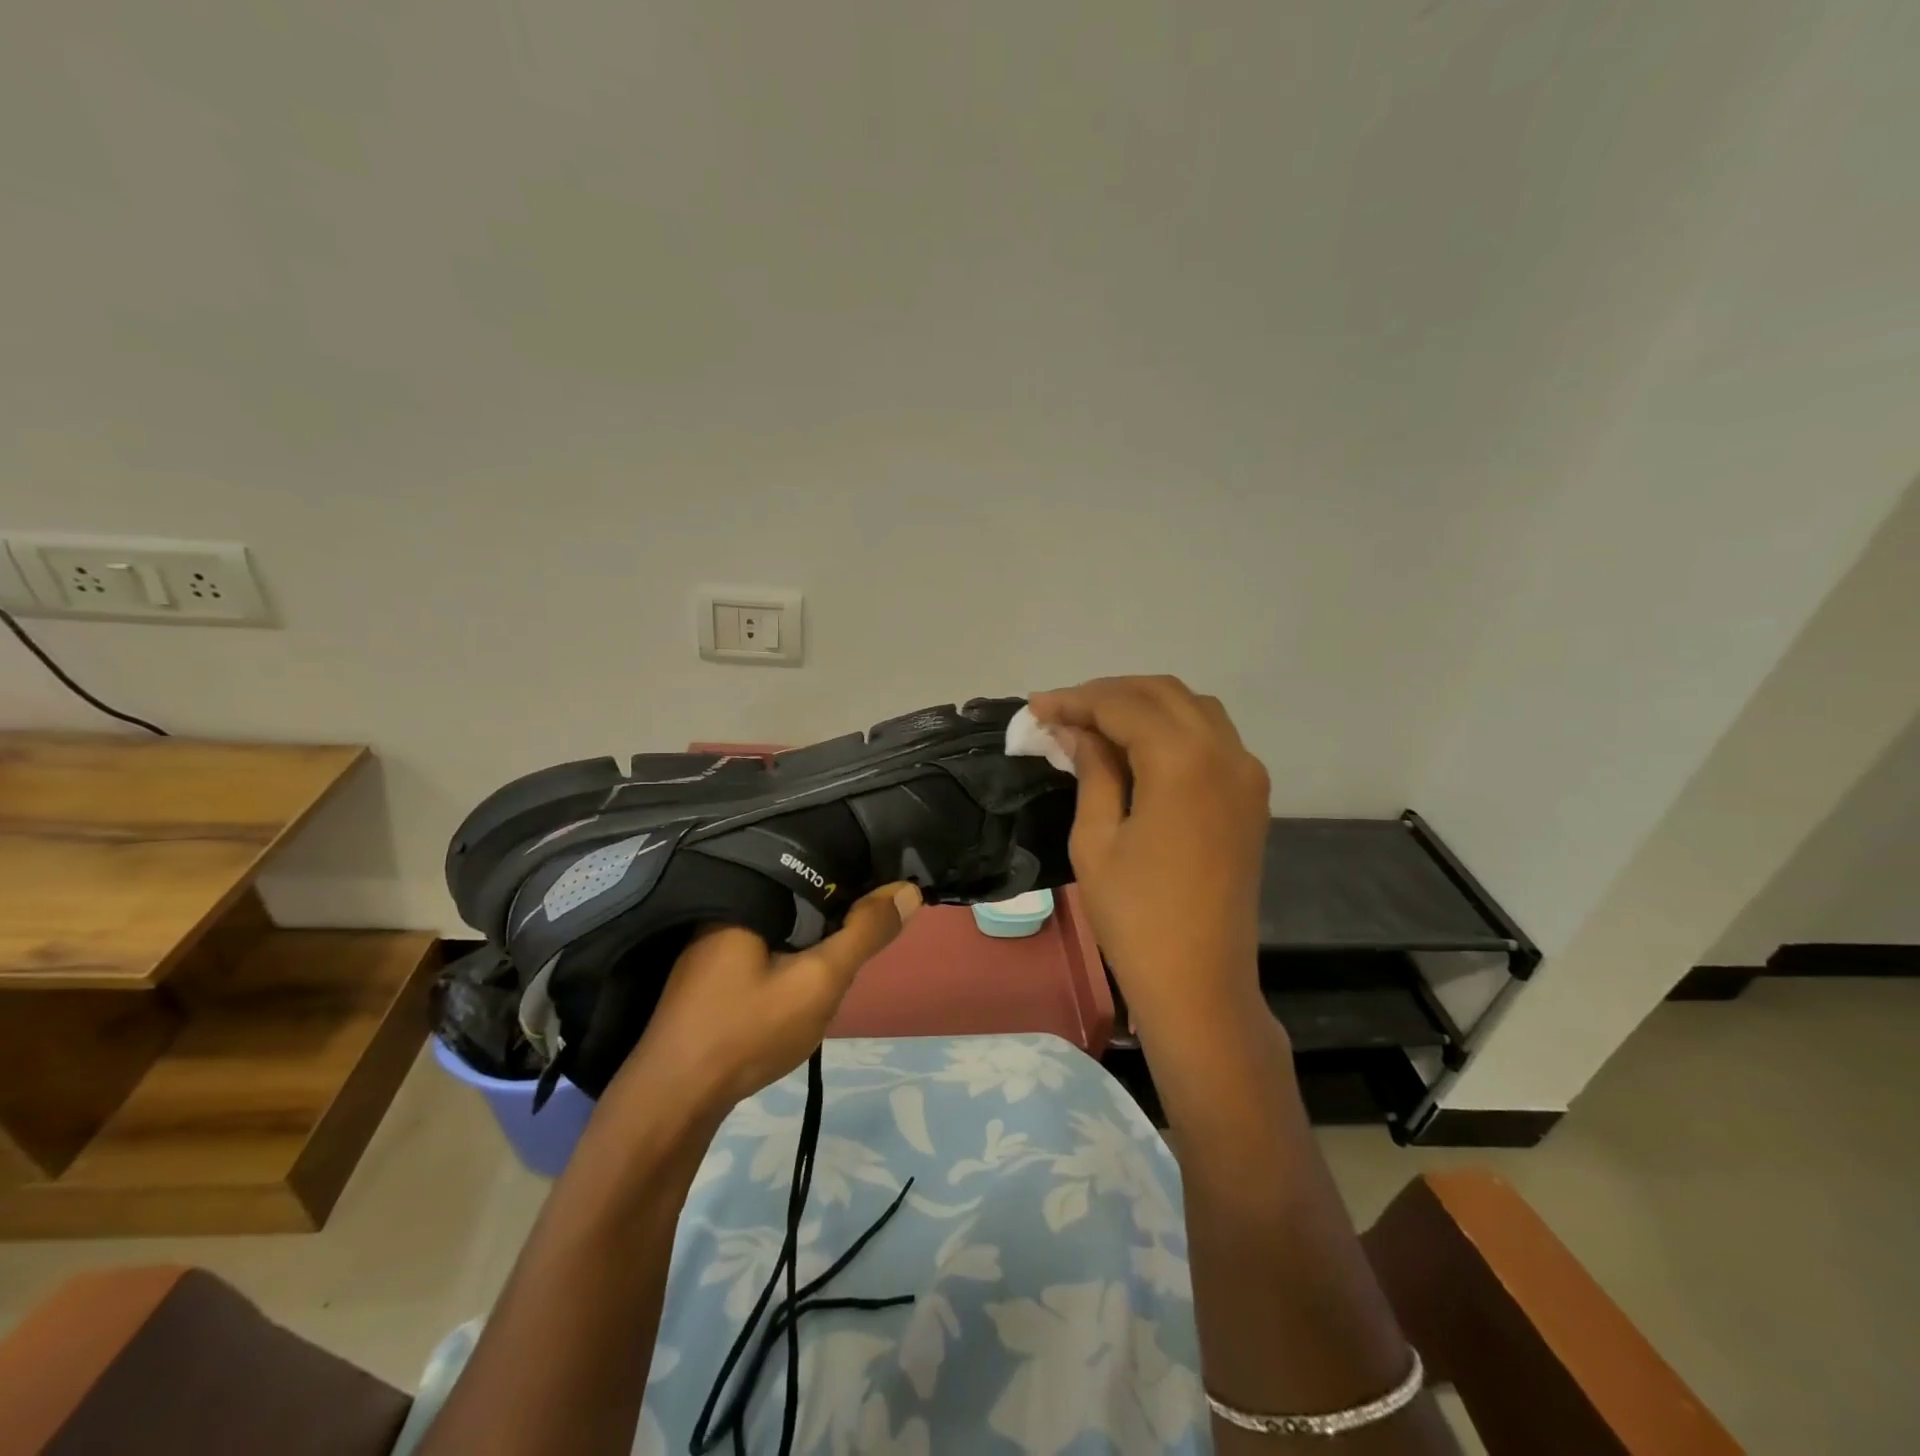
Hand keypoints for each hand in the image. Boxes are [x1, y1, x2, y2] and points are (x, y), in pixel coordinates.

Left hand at [611, 882, 922, 1120]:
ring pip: (783, 920)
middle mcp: (725, 907)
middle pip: (798, 892)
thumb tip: (908, 890)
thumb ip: (864, 934)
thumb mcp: (819, 980)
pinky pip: (765, 942)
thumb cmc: (747, 1031)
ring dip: (814, 930)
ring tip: (848, 940)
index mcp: (746, 896)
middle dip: (835, 906)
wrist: (673, 1101)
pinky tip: (806, 966)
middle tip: (871, 922)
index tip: (887, 886)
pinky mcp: (711, 970)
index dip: (854, 872)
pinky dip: (792, 948)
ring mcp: (713, 941)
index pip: (813, 865)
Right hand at [1029, 676, 1269, 1036]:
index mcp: (1183, 761)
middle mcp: (1225, 753)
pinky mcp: (1251, 796)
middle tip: (1062, 712)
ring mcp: (1246, 774)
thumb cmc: (1135, 916)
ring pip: (1193, 708)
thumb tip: (1074, 728)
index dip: (1076, 700)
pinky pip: (1212, 737)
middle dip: (1109, 693)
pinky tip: (1138, 748)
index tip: (1037, 708)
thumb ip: (1091, 769)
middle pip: (1163, 693)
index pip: (1124, 705)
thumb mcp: (1096, 839)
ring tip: (1096, 723)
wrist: (1199, 981)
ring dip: (1144, 705)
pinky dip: (1172, 728)